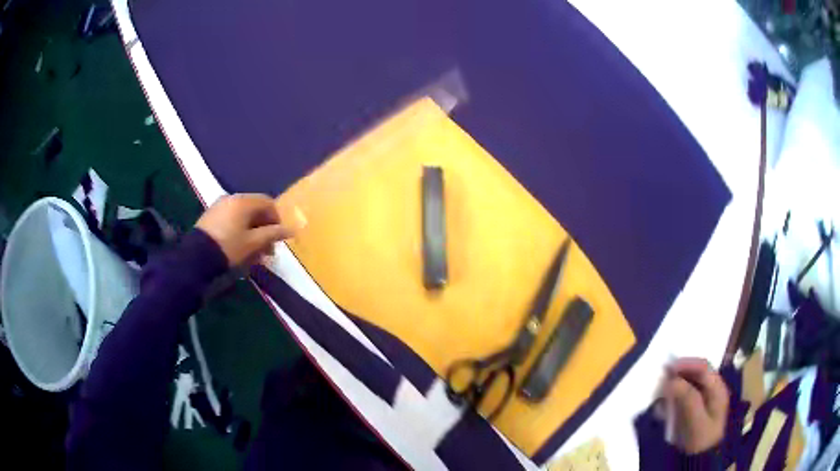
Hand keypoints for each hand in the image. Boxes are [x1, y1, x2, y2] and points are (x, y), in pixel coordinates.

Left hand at [196, 194, 296, 266]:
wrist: (196, 257)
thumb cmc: (229, 247)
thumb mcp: (253, 243)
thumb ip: (273, 234)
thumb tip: (292, 229)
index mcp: (244, 201)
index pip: (268, 203)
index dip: (277, 219)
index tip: (278, 238)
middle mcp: (232, 198)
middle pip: (255, 209)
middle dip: (264, 228)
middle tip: (267, 249)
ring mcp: (219, 206)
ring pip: (243, 216)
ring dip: (252, 232)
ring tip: (253, 252)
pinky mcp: (211, 216)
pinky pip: (231, 219)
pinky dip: (239, 230)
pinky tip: (239, 247)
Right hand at [661, 358, 728, 453]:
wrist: (700, 459)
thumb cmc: (701, 439)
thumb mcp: (696, 421)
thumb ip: (688, 399)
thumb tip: (671, 380)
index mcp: (717, 388)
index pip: (703, 367)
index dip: (686, 364)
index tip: (667, 368)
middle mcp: (713, 388)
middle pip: (696, 373)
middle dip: (679, 373)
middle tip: (662, 377)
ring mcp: (704, 398)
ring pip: (690, 382)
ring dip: (676, 383)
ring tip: (661, 390)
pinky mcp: (695, 407)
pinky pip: (685, 394)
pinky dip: (674, 394)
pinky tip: (665, 402)